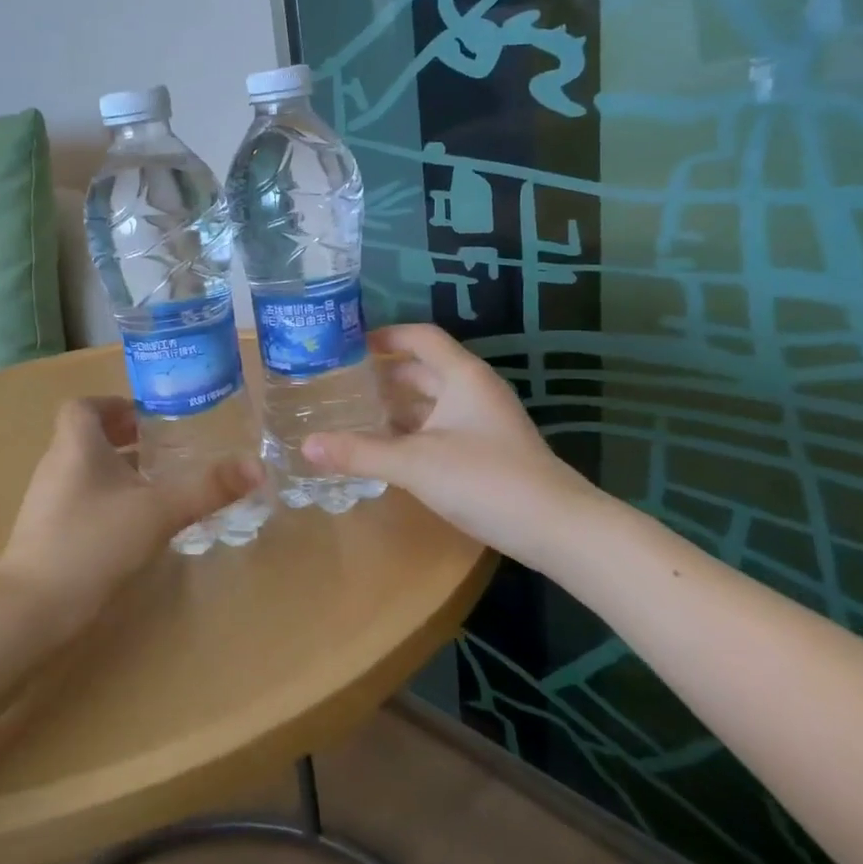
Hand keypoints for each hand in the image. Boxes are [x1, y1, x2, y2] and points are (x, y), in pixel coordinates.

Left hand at [0, 397, 260, 612]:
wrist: (31, 610)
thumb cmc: (93, 543)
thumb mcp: (159, 511)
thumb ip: (208, 487)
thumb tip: (258, 466)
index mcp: (76, 445)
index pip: (85, 406)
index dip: (116, 406)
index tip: (151, 420)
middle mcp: (57, 465)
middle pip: (90, 438)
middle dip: (129, 441)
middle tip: (169, 452)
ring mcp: (48, 502)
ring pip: (88, 472)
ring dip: (121, 472)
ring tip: (161, 487)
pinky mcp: (48, 534)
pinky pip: (83, 502)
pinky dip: (110, 502)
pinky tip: (137, 526)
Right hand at [303, 324, 600, 557]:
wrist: (557, 527)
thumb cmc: (486, 480)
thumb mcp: (415, 464)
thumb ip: (360, 453)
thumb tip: (305, 445)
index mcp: (462, 376)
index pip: (421, 337)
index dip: (385, 336)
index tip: (347, 344)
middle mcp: (474, 390)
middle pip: (423, 369)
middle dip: (383, 374)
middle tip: (339, 383)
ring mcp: (482, 422)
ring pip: (431, 402)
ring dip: (396, 405)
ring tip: (353, 413)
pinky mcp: (485, 451)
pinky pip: (439, 428)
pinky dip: (411, 431)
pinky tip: (386, 449)